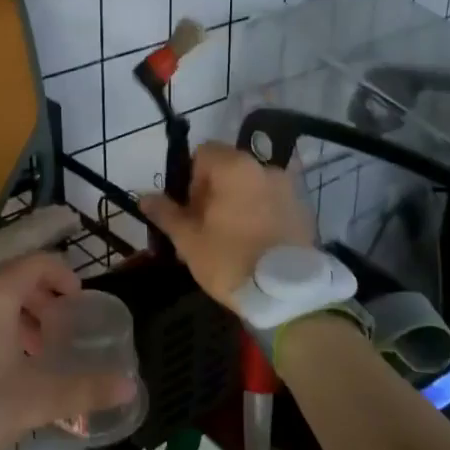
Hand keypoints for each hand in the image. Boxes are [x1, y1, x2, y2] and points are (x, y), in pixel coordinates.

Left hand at [0, 253, 136, 449]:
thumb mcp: (35, 400)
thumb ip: (84, 389)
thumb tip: (129, 387)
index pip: (40, 263)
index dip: (66, 278)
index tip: (81, 305)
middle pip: (15, 277)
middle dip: (44, 300)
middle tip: (62, 331)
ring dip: (19, 314)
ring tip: (36, 351)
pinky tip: (2, 362)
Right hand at [140, 144, 314, 312]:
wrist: (287, 296)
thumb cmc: (230, 260)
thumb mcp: (188, 239)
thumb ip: (166, 213)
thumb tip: (145, 197)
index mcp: (235, 167)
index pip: (204, 153)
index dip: (190, 178)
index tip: (190, 210)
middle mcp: (265, 168)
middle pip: (228, 169)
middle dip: (212, 193)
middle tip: (204, 228)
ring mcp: (289, 189)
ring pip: (251, 187)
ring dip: (236, 204)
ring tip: (229, 240)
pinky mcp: (304, 212)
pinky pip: (272, 204)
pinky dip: (259, 215)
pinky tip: (254, 246)